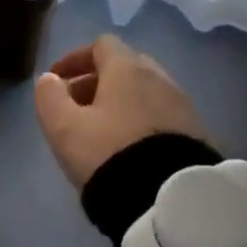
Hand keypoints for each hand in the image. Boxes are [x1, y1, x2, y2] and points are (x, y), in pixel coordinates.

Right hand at [33, 35, 213, 188]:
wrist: (170, 201)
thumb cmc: (110, 154)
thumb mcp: (65, 128)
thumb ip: (50, 97)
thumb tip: (49, 79)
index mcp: (127, 68)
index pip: (102, 45)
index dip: (75, 58)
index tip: (57, 80)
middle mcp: (160, 78)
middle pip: (125, 66)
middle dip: (97, 81)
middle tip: (77, 106)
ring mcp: (183, 106)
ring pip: (145, 92)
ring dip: (121, 103)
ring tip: (102, 132)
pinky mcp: (197, 134)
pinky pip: (162, 116)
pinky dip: (141, 121)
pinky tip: (130, 148)